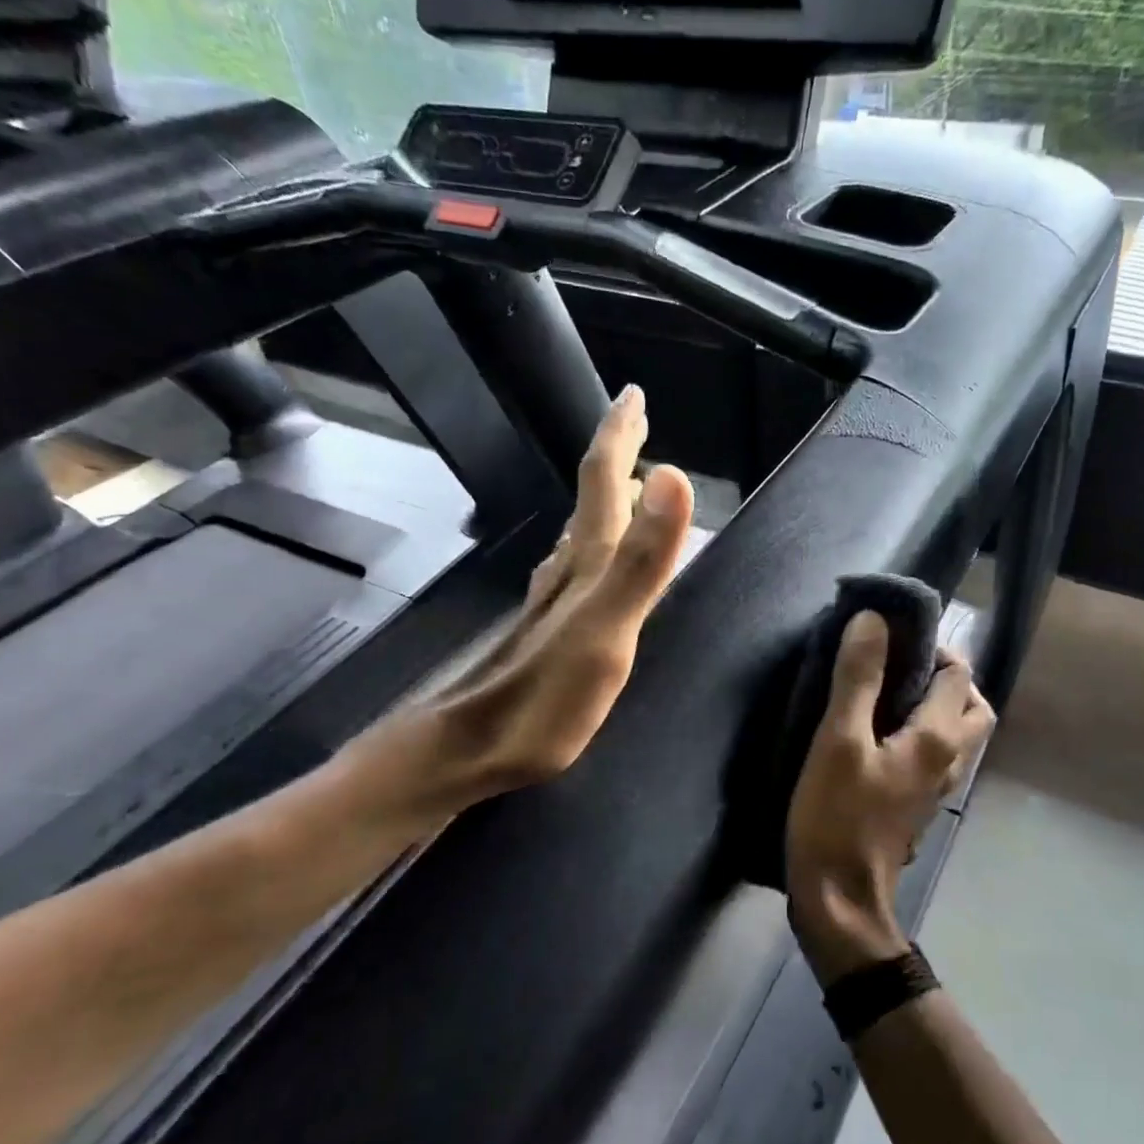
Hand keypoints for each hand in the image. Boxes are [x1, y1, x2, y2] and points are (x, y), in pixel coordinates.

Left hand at [340, 384, 694, 828]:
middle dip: (614, 455)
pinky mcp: (546, 631)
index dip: (619, 435)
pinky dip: (592, 545)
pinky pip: (575, 569)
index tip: (633, 394)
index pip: (604, 481)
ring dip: (605, 498)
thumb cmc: (543, 699)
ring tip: (626, 479)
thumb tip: (675, 475)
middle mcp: (567, 572)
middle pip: (592, 498)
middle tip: (632, 419)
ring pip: (582, 533)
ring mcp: (552, 602)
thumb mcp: (605, 630)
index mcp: (587, 564)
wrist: (468, 749)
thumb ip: (642, 560)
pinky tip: (586, 558)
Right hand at [785, 613, 995, 984]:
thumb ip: (858, 679)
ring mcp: (937, 787)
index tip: (888, 639)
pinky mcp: (918, 804)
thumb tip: (873, 619)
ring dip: (934, 704)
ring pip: (956, 732)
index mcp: (939, 737)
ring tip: (884, 694)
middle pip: (971, 704)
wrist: (840, 900)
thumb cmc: (838, 817)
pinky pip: (934, 754)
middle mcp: (950, 760)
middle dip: (944, 676)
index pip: (958, 673)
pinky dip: (921, 731)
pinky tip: (878, 735)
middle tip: (896, 666)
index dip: (930, 646)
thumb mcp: (839, 740)